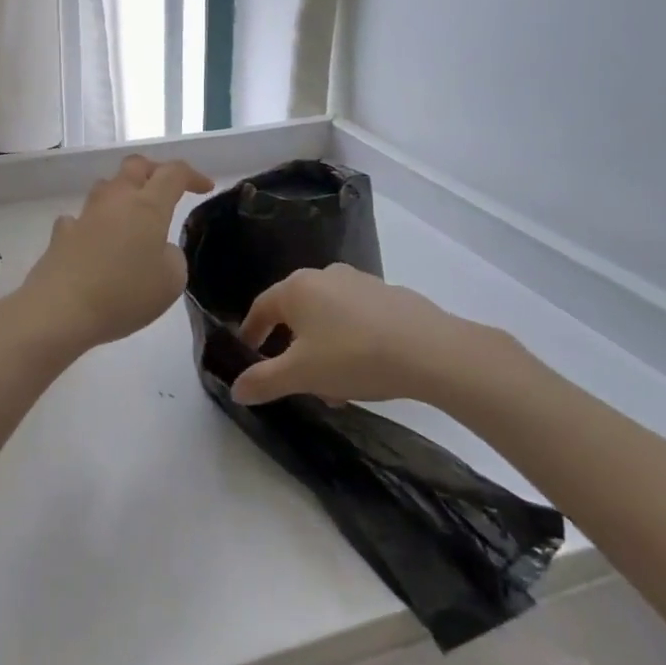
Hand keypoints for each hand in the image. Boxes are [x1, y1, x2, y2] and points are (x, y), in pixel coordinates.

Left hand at [19, 155, 213, 351]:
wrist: (60, 309)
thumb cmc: (124, 294)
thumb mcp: (171, 282)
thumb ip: (173, 257)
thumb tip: (159, 249)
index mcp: (148, 206)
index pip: (173, 173)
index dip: (192, 175)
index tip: (205, 188)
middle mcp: (116, 200)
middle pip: (135, 166)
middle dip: (154, 171)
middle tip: (166, 189)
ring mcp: (85, 215)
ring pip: (106, 187)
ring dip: (123, 194)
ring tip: (132, 216)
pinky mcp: (62, 234)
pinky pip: (81, 218)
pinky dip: (93, 224)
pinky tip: (95, 241)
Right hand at [229, 263, 525, 406]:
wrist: (430, 350)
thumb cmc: (353, 356)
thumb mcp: (301, 375)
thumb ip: (264, 381)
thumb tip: (235, 389)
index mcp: (296, 288)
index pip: (261, 307)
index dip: (252, 332)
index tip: (249, 354)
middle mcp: (324, 275)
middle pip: (296, 312)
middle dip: (292, 346)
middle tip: (295, 378)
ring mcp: (359, 281)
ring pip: (328, 316)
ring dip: (322, 347)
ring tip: (334, 386)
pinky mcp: (389, 293)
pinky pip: (356, 316)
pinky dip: (350, 339)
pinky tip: (365, 369)